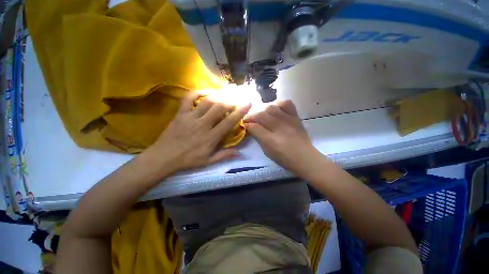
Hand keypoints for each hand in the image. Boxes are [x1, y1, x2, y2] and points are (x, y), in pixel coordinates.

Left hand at [144, 92, 250, 172]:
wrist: (164, 157)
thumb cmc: (188, 160)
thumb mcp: (208, 161)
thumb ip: (224, 155)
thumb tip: (240, 153)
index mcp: (211, 137)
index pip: (229, 122)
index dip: (240, 112)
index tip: (248, 103)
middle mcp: (203, 124)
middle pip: (220, 108)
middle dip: (231, 101)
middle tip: (237, 98)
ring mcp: (190, 117)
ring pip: (207, 102)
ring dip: (219, 96)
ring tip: (226, 93)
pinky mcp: (180, 113)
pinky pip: (188, 98)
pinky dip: (197, 92)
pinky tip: (206, 92)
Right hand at [244, 100, 319, 173]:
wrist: (305, 157)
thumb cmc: (284, 158)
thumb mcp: (267, 151)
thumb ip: (258, 138)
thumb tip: (251, 127)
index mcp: (271, 140)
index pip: (254, 127)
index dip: (247, 124)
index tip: (244, 124)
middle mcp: (279, 128)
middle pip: (261, 115)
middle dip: (251, 116)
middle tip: (249, 119)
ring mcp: (289, 120)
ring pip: (271, 107)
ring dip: (262, 110)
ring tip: (261, 114)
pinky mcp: (296, 117)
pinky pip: (286, 103)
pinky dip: (278, 104)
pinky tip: (275, 109)